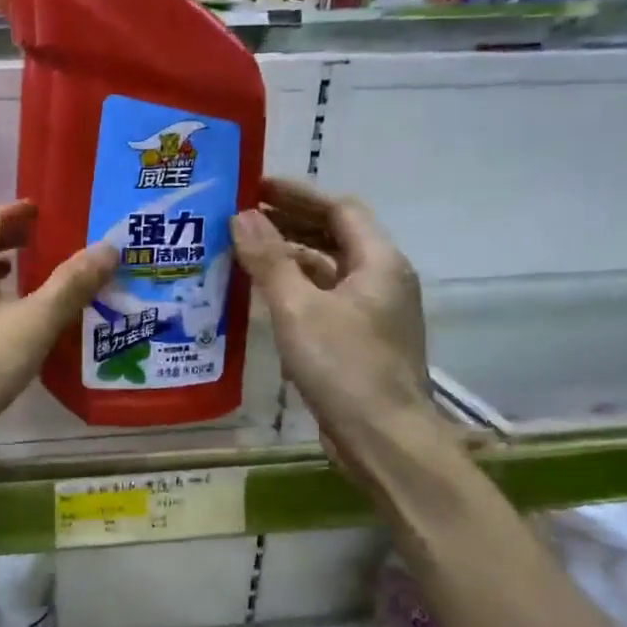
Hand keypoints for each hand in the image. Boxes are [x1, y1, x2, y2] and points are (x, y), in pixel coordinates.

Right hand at [232, 178, 431, 453]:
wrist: (383, 439)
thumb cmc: (344, 367)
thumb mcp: (298, 310)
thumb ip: (270, 261)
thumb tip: (243, 215)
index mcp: (379, 263)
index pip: (339, 210)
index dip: (298, 195)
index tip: (255, 187)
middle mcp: (382, 281)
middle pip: (335, 238)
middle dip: (291, 224)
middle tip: (242, 218)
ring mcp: (373, 314)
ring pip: (329, 273)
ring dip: (290, 259)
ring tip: (245, 253)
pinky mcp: (360, 343)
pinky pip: (325, 302)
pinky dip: (297, 292)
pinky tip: (264, 301)